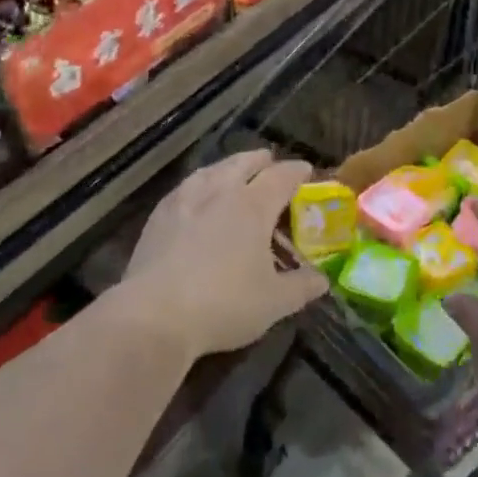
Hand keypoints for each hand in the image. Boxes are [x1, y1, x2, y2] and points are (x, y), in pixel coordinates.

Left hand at [118, 149, 327, 362]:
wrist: (155, 315)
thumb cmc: (223, 305)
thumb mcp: (274, 302)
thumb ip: (302, 287)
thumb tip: (322, 280)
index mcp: (253, 205)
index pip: (281, 176)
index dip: (297, 171)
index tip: (306, 171)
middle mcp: (220, 191)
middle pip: (244, 163)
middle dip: (261, 161)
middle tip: (270, 164)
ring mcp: (185, 199)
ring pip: (212, 170)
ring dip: (228, 167)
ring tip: (233, 173)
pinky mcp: (159, 215)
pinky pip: (186, 186)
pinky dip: (200, 183)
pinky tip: (196, 196)